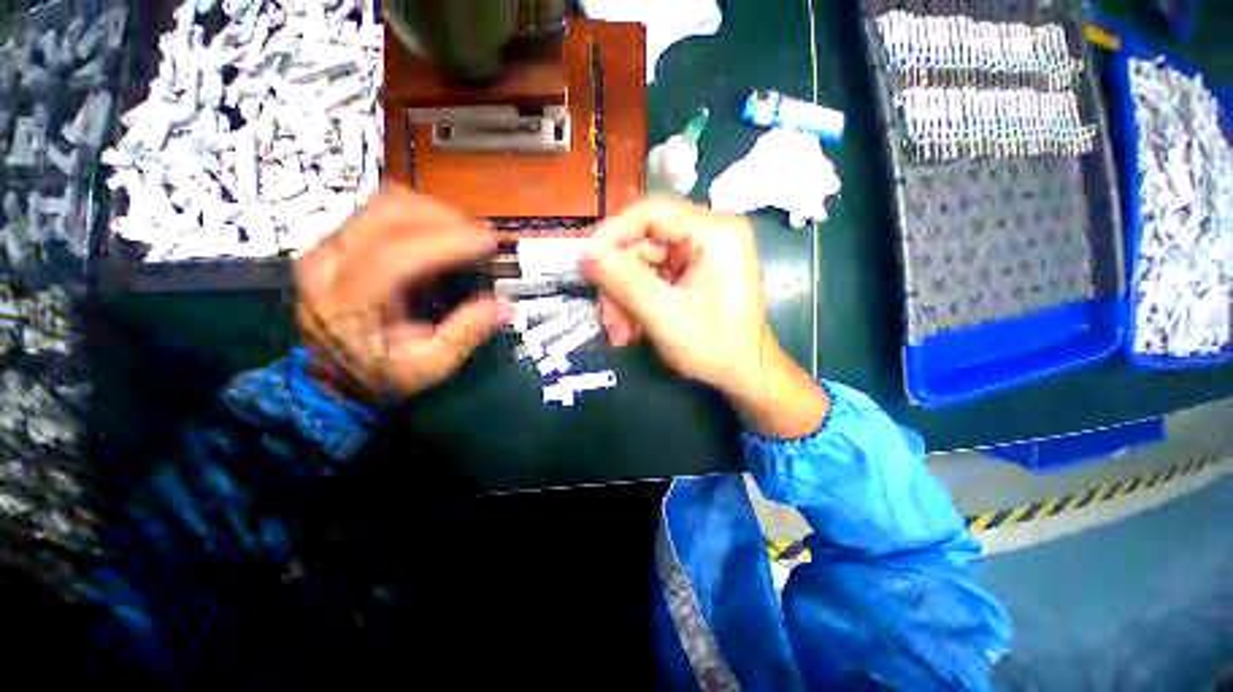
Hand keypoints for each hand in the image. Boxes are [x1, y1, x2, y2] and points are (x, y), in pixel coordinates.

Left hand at [295, 188, 507, 400]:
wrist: (331, 374)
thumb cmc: (382, 374)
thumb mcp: (430, 365)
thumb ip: (466, 333)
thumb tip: (504, 306)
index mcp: (348, 301)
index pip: (398, 255)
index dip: (448, 243)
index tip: (489, 243)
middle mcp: (329, 262)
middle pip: (388, 214)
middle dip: (445, 218)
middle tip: (482, 236)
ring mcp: (329, 246)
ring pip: (384, 204)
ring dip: (433, 212)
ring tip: (465, 234)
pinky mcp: (337, 241)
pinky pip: (380, 211)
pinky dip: (418, 214)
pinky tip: (440, 233)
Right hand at [580, 198, 827, 437]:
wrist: (745, 374)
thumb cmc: (713, 347)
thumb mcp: (663, 315)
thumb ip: (623, 280)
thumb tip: (586, 252)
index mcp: (714, 233)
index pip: (651, 212)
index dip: (612, 234)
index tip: (586, 262)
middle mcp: (710, 233)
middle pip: (644, 242)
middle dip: (619, 282)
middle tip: (608, 318)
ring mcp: (702, 253)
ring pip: (644, 263)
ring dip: (625, 298)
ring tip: (621, 333)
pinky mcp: (695, 271)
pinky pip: (654, 276)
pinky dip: (638, 301)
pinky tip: (633, 328)